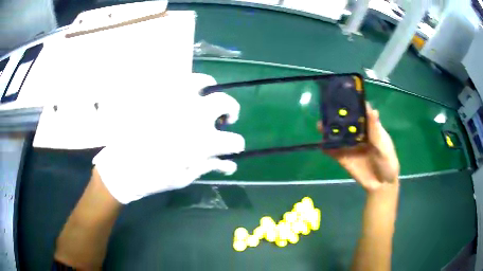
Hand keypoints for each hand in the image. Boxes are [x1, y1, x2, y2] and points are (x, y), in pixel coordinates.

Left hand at [93, 73, 244, 203]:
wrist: (122, 166)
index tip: (231, 147)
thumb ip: (209, 166)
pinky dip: (185, 85)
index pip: (233, 140)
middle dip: (231, 110)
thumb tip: (230, 164)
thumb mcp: (185, 177)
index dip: (236, 145)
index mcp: (202, 141)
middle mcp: (193, 115)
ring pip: (204, 81)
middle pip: (225, 102)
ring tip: (204, 99)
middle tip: (224, 118)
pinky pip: (177, 79)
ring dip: (210, 90)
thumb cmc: (153, 177)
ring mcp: (174, 100)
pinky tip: (182, 95)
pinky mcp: (158, 93)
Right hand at [318, 103, 398, 191]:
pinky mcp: (344, 158)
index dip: (352, 105)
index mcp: (369, 128)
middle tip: (326, 109)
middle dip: (337, 116)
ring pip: (338, 136)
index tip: (342, 95)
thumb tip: (371, 108)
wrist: (381, 185)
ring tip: (320, 125)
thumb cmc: (388, 163)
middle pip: (346, 123)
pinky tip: (320, 144)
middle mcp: (358, 135)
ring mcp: (350, 146)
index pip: (360, 113)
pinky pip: (334, 152)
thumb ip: (375, 130)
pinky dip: (327, 148)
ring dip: (329, 130)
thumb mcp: (384, 146)